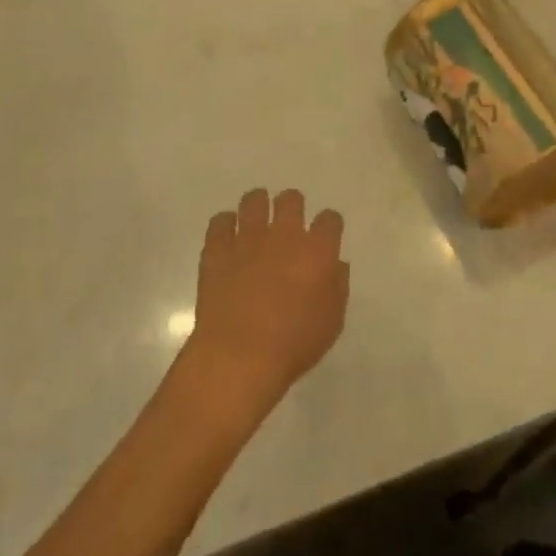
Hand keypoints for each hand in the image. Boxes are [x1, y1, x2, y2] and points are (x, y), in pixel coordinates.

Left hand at [183, 189, 347, 411]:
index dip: (328, 225)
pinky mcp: (217, 249)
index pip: (330, 219)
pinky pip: (220, 220)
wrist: (240, 356)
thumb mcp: (332, 321)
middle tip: (288, 225)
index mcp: (318, 250)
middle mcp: (285, 234)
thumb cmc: (294, 344)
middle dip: (292, 207)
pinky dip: (225, 224)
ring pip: (254, 200)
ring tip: (256, 221)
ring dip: (258, 206)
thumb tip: (335, 265)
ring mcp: (248, 238)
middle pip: (291, 199)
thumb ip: (338, 286)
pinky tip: (227, 237)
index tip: (325, 235)